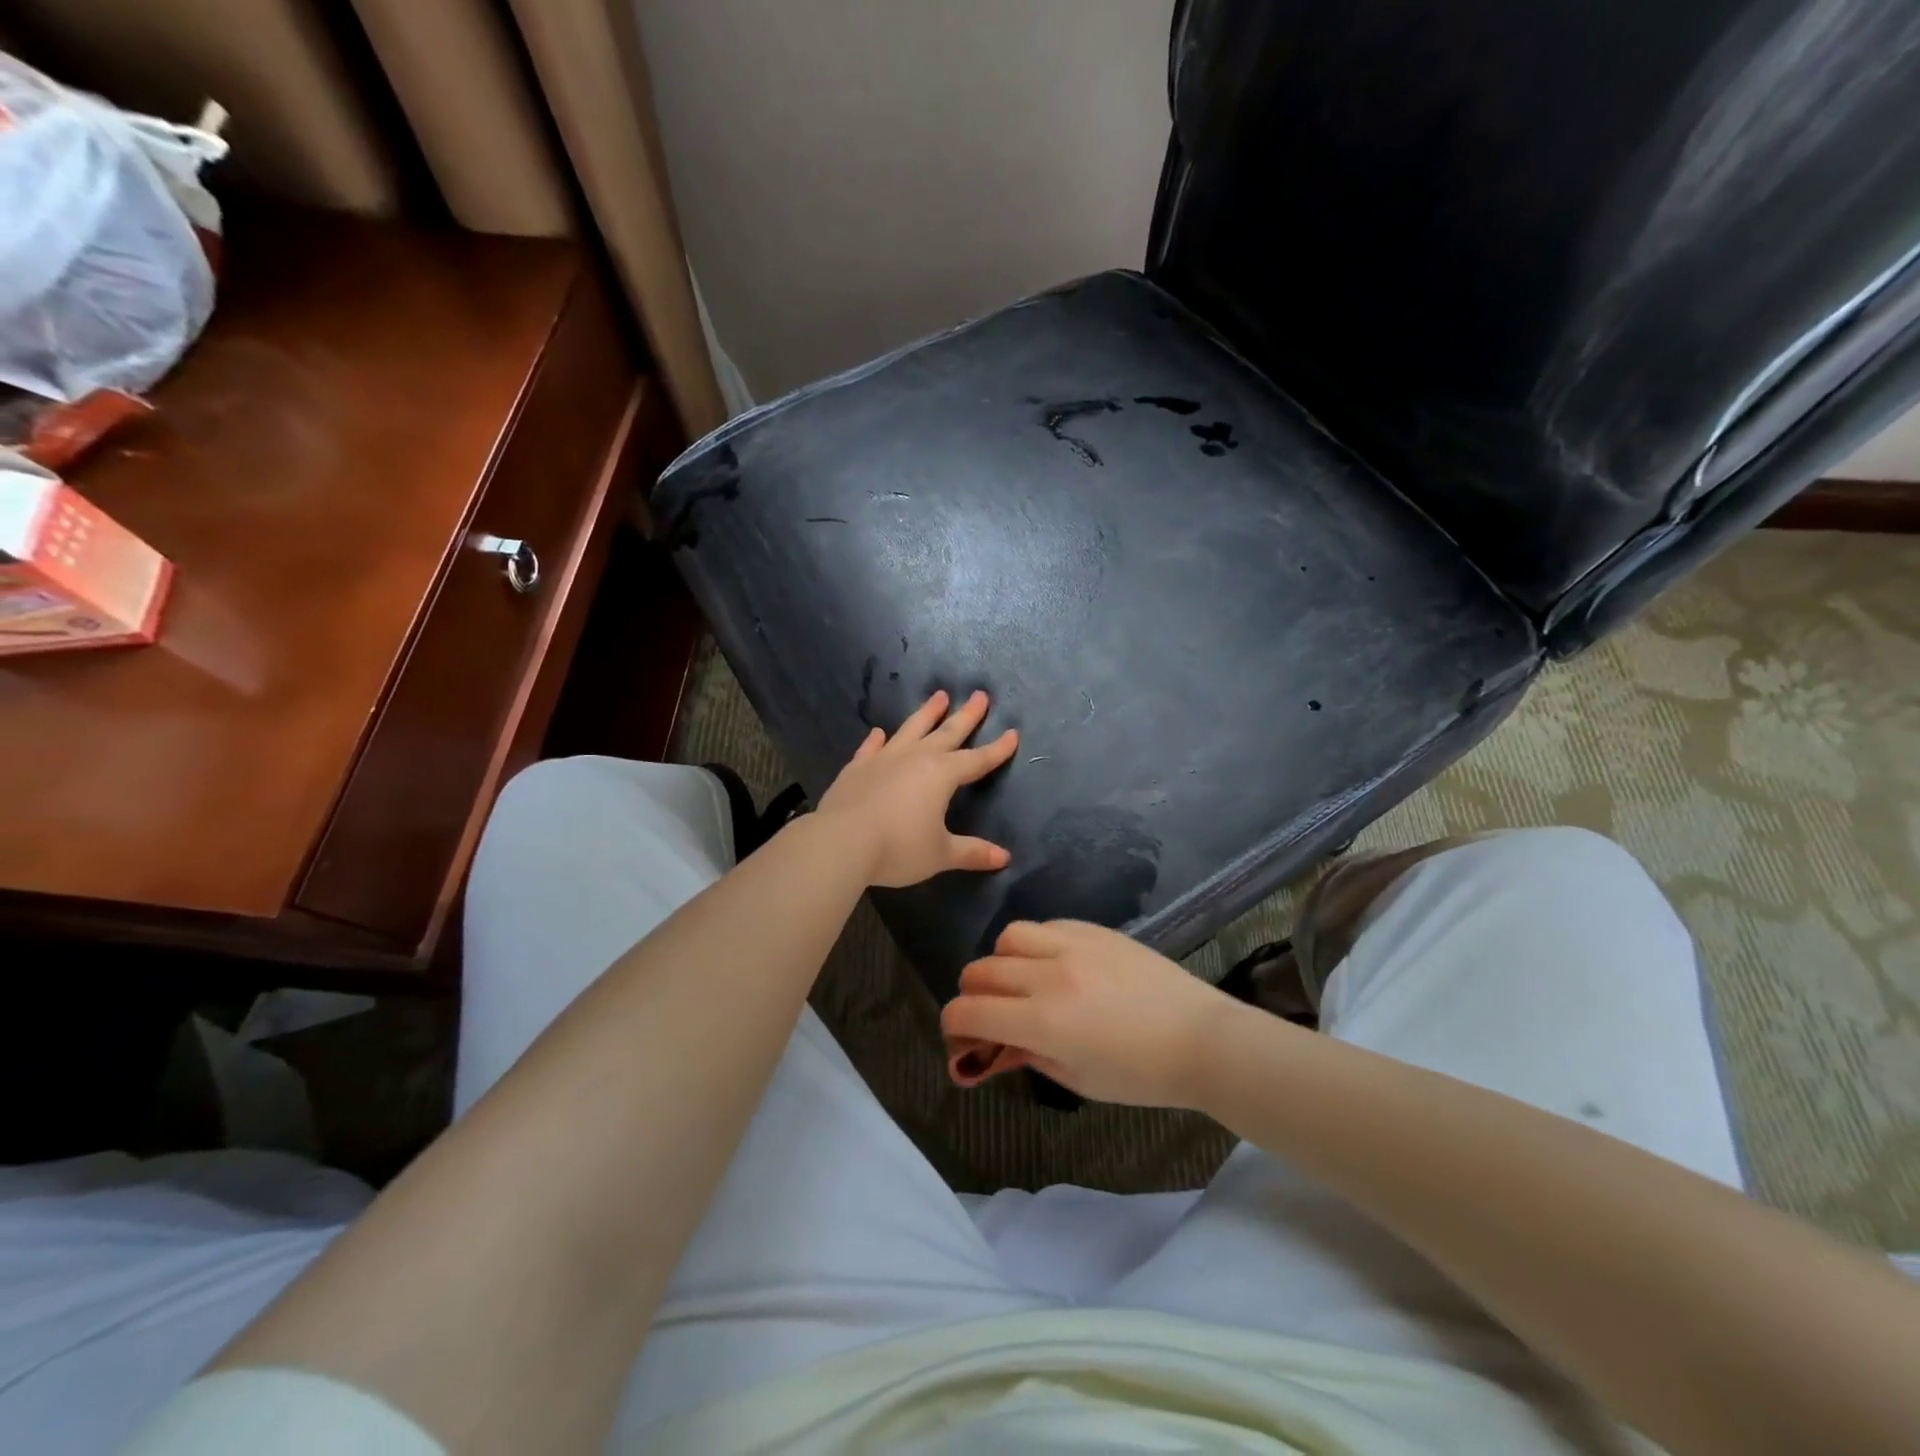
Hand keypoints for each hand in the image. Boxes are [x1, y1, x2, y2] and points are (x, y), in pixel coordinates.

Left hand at [813, 689, 1018, 887]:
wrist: (841, 842)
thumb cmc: (899, 848)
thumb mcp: (940, 853)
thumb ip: (971, 852)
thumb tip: (1004, 857)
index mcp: (942, 775)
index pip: (977, 760)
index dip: (997, 749)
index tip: (1013, 733)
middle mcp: (916, 758)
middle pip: (947, 732)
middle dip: (967, 715)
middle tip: (981, 695)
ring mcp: (884, 759)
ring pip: (911, 729)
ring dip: (927, 713)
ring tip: (939, 696)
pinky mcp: (857, 768)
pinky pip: (870, 748)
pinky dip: (877, 740)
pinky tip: (879, 732)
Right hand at [941, 921, 1243, 1106]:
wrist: (1201, 1038)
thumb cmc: (1141, 1075)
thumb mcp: (1078, 1079)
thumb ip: (1027, 1056)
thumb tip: (994, 1047)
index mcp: (1043, 1021)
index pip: (969, 1012)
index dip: (953, 1026)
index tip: (960, 1036)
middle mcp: (1049, 975)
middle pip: (981, 971)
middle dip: (972, 995)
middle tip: (989, 1013)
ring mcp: (1073, 945)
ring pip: (1008, 937)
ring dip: (1003, 961)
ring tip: (1023, 980)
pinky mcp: (1094, 930)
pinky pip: (1046, 924)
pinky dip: (1037, 944)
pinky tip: (1054, 962)